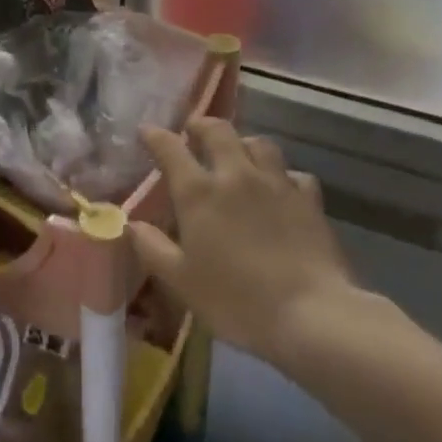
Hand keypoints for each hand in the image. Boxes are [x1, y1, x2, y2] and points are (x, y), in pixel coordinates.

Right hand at [131, 118, 360, 368]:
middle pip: (218, 130)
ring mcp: (276, 184)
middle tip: (193, 133)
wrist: (311, 315)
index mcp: (198, 192)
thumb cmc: (236, 300)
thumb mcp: (181, 281)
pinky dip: (282, 175)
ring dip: (243, 143)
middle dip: (201, 126)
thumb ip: (152, 247)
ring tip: (237, 155)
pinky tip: (279, 189)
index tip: (146, 132)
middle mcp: (236, 175)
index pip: (170, 148)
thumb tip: (131, 224)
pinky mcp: (309, 200)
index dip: (155, 135)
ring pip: (259, 143)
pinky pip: (293, 173)